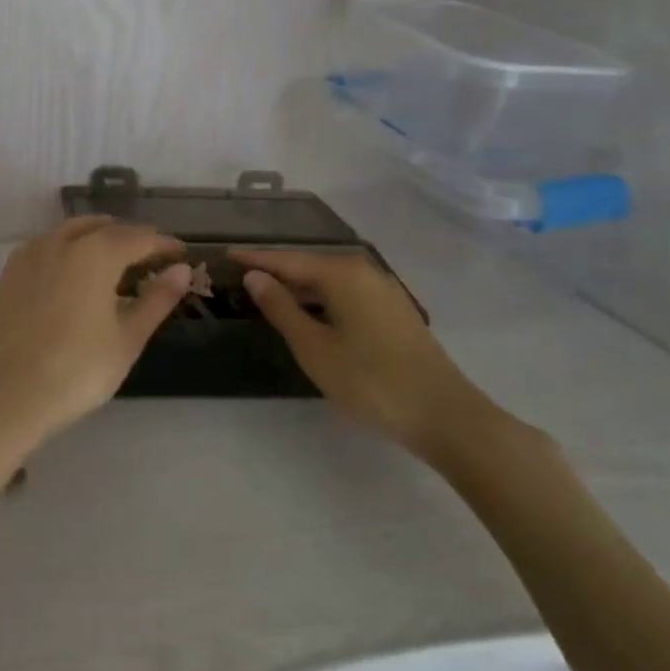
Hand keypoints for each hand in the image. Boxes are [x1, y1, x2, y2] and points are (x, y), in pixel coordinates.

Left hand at [0, 218, 188, 462]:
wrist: (8, 394)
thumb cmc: (78, 370)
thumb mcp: (128, 338)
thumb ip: (157, 299)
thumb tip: (182, 270)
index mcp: (96, 253)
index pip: (139, 238)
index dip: (163, 244)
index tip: (181, 254)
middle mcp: (62, 241)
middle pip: (105, 228)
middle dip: (131, 238)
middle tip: (151, 257)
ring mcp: (32, 253)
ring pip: (72, 230)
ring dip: (98, 236)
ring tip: (116, 259)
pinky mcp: (11, 270)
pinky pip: (47, 244)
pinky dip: (68, 246)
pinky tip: (74, 268)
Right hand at [234, 248, 499, 464]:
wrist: (444, 415)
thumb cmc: (371, 381)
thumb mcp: (315, 348)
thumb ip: (281, 308)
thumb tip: (255, 277)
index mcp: (341, 273)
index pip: (286, 260)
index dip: (254, 259)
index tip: (225, 255)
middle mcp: (363, 270)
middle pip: (308, 265)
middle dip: (275, 270)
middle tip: (240, 276)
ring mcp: (382, 289)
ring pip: (328, 280)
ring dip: (298, 286)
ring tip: (266, 294)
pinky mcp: (393, 310)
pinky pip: (345, 293)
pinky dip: (320, 298)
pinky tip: (308, 313)